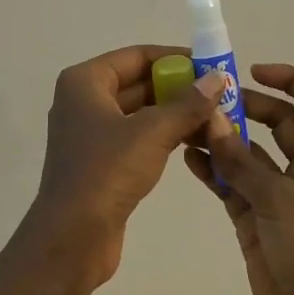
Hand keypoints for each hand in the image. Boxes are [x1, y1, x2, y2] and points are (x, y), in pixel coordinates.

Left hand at [26, 44, 224, 294]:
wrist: (71, 238)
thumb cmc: (106, 172)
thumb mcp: (152, 132)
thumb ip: (188, 103)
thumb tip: (217, 78)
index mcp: (85, 82)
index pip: (138, 56)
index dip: (176, 58)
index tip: (212, 67)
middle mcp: (84, 101)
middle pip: (140, 82)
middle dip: (180, 88)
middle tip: (222, 95)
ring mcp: (91, 133)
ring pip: (141, 112)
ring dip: (176, 114)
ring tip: (218, 118)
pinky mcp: (101, 162)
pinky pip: (138, 137)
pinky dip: (164, 136)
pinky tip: (196, 141)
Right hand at [184, 64, 293, 294]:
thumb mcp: (280, 203)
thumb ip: (242, 162)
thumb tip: (212, 121)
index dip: (291, 77)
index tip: (253, 71)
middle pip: (278, 121)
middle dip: (245, 106)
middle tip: (206, 100)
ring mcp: (278, 194)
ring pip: (249, 153)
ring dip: (223, 138)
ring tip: (186, 125)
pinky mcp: (255, 218)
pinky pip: (232, 184)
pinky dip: (213, 170)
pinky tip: (186, 159)